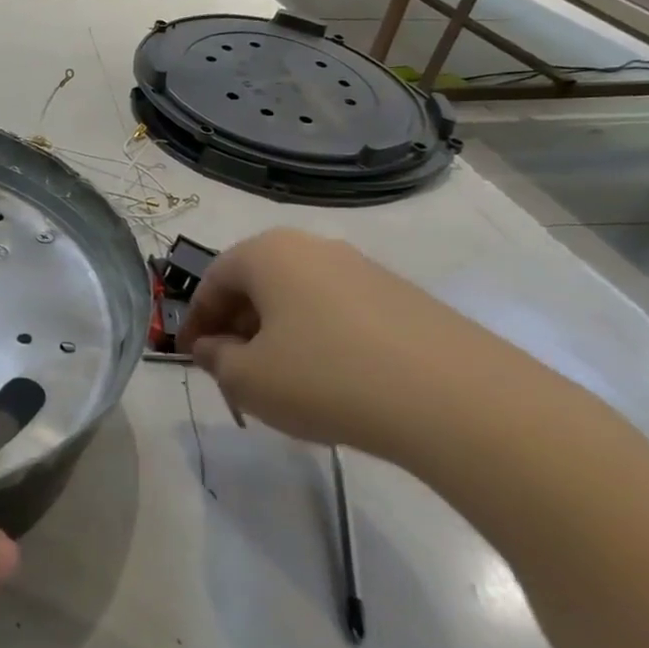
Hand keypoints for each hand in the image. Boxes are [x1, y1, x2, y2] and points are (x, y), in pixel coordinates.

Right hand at [179, 229, 545, 463]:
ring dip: (278, 335)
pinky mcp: (405, 298)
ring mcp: (365, 269)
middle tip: (233, 371)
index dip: (195, 320)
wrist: (457, 400)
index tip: (191, 357)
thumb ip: (216, 360)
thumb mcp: (248, 379)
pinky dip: (321, 340)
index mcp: (268, 253)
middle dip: (237, 327)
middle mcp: (315, 247)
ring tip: (282, 381)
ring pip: (299, 298)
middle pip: (257, 284)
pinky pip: (341, 313)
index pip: (213, 280)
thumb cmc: (326, 378)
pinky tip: (333, 382)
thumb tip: (212, 348)